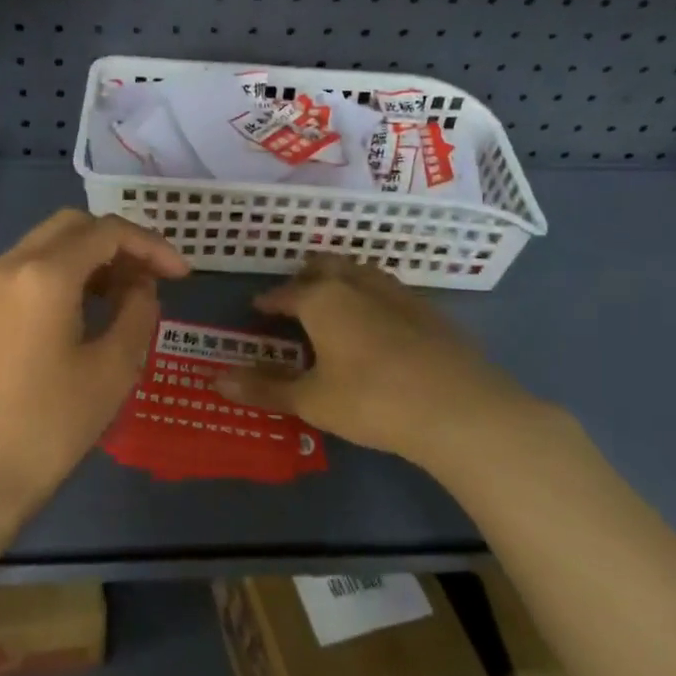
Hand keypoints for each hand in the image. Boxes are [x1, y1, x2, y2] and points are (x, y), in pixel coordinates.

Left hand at [0, 209, 188, 523]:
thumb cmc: (50, 426)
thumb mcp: (113, 369)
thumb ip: (138, 311)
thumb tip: (140, 286)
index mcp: (44, 274)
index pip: (108, 232)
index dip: (152, 245)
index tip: (181, 275)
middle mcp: (8, 266)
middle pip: (72, 226)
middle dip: (117, 243)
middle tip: (148, 278)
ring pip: (44, 245)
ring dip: (87, 258)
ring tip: (120, 296)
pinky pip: (22, 271)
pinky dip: (58, 275)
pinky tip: (78, 312)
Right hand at [215, 255, 565, 471]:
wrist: (459, 409)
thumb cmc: (371, 400)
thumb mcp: (312, 400)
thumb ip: (265, 388)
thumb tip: (216, 381)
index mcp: (324, 299)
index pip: (287, 292)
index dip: (270, 300)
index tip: (259, 307)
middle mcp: (359, 285)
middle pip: (328, 267)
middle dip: (308, 276)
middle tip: (297, 296)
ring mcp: (400, 295)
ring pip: (363, 273)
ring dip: (344, 281)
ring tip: (336, 303)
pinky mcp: (432, 313)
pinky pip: (392, 293)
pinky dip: (374, 299)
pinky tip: (381, 325)